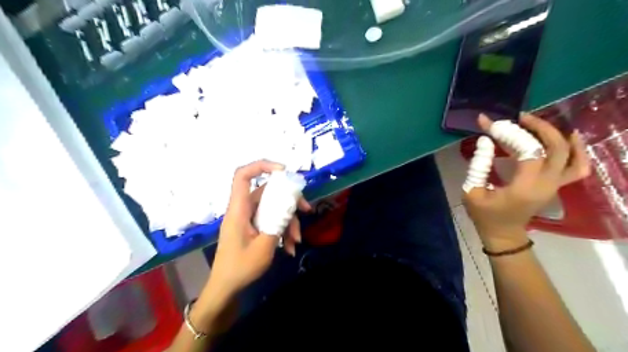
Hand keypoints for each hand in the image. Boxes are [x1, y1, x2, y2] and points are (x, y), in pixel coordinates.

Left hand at [206, 161, 309, 300]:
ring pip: (273, 208)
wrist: (226, 288)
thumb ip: (278, 223)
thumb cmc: (240, 268)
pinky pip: (271, 220)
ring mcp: (249, 218)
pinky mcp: (254, 227)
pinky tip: (290, 247)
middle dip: (289, 200)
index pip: (243, 176)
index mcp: (239, 209)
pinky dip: (283, 231)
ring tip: (296, 241)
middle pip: (268, 192)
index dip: (262, 166)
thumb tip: (290, 207)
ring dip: (288, 221)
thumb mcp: (264, 247)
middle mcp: (244, 209)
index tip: (284, 171)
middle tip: (306, 209)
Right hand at [463, 115, 591, 250]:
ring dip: (556, 135)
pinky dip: (576, 150)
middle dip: (538, 128)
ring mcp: (555, 185)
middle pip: (556, 148)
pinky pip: (577, 166)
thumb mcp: (472, 191)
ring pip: (571, 155)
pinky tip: (567, 137)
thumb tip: (485, 140)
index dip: (510, 133)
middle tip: (517, 118)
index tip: (490, 123)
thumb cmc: (484, 215)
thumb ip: (478, 165)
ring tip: (538, 123)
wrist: (502, 233)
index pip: (527, 151)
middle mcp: (546, 184)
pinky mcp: (556, 185)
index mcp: (524, 187)